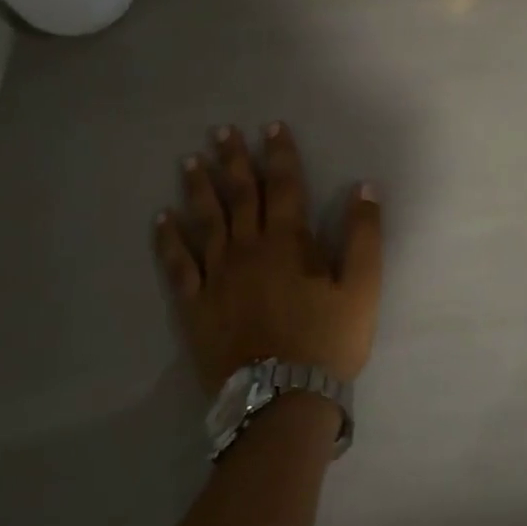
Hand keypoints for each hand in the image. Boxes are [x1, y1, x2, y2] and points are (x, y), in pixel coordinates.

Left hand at [154, 123, 382, 394]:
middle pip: (240, 195)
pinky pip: (177, 266)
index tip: (271, 126)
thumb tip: (364, 187)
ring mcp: (216, 277)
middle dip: (233, 160)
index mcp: (288, 242)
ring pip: (205, 222)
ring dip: (198, 189)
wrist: (283, 399)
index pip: (283, 185)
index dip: (279, 153)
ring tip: (190, 161)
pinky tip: (162, 220)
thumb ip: (364, 234)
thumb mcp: (363, 286)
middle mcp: (247, 249)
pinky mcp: (195, 306)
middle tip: (222, 131)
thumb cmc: (329, 339)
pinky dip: (168, 240)